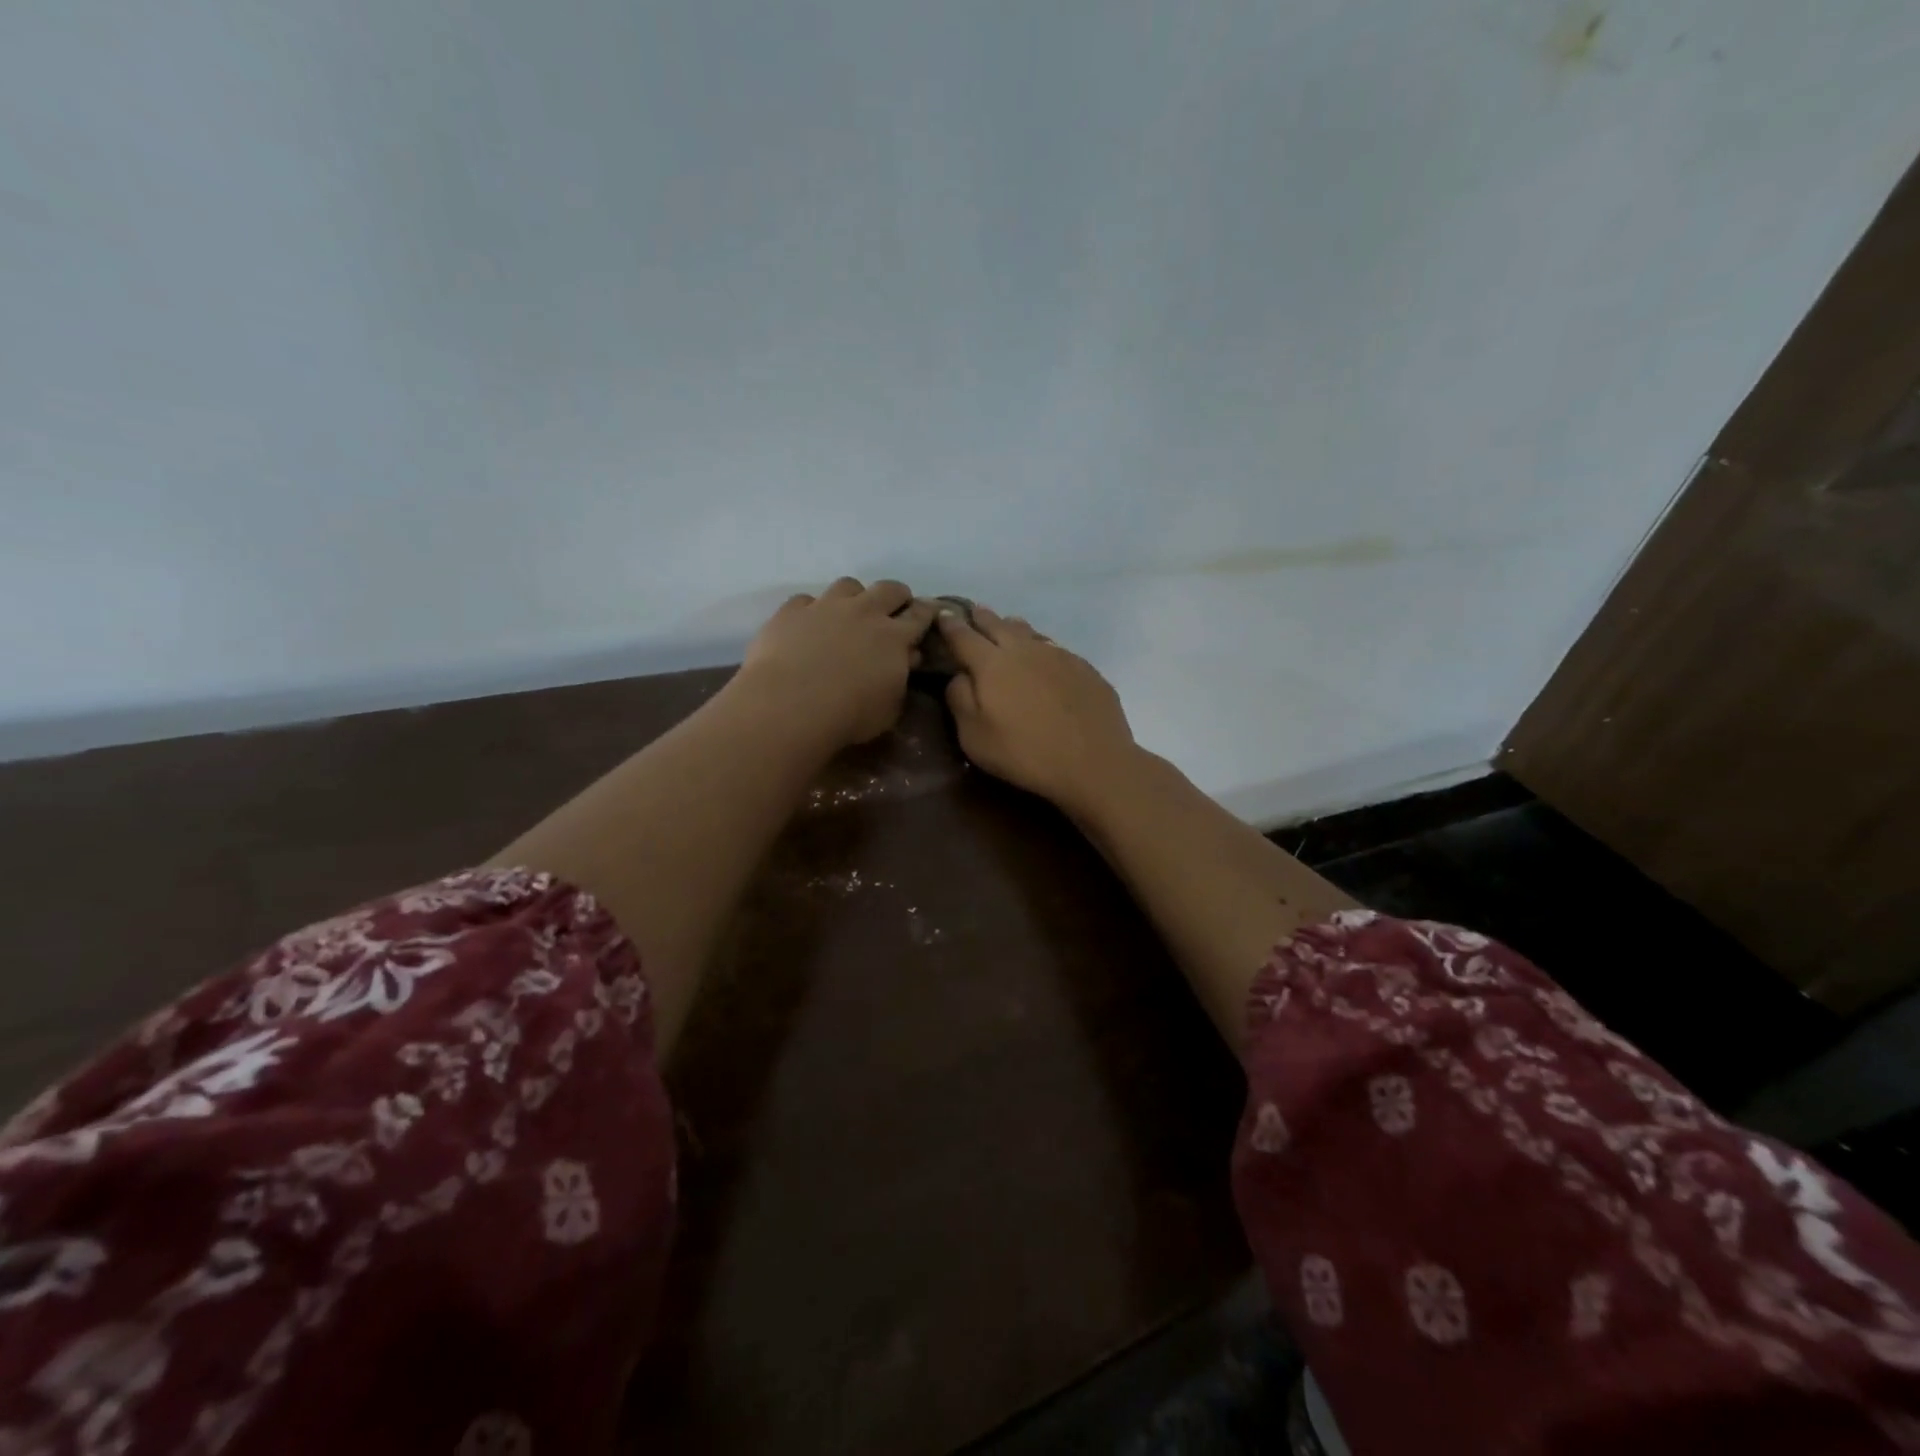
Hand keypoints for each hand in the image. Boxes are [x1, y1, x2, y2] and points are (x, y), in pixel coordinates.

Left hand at [735, 578, 935, 752]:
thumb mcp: (889, 709)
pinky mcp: (791, 611)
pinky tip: (807, 626)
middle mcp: (863, 612)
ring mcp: (825, 607)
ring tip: (849, 613)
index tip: (930, 613)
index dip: (927, 612)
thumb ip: (901, 680)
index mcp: (894, 637)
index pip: (920, 615)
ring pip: (848, 585)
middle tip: (894, 610)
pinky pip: (806, 600)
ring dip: (854, 596)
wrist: (790, 705)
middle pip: (888, 589)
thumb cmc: (849, 716)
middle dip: (896, 596)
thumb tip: (906, 659)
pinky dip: (812, 610)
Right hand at [937, 606, 1137, 816]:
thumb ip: (960, 698)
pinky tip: (1044, 659)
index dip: (950, 624)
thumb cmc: (1024, 753)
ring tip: (1006, 626)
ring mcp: (1058, 655)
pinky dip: (1041, 647)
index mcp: (991, 664)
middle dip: (981, 617)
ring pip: (1029, 632)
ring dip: (1012, 627)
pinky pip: (1054, 648)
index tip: (941, 614)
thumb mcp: (974, 736)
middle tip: (973, 611)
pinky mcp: (1084, 668)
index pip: (963, 636)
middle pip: (997, 624)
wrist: (1093, 762)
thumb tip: (960, 674)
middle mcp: (1024, 650)